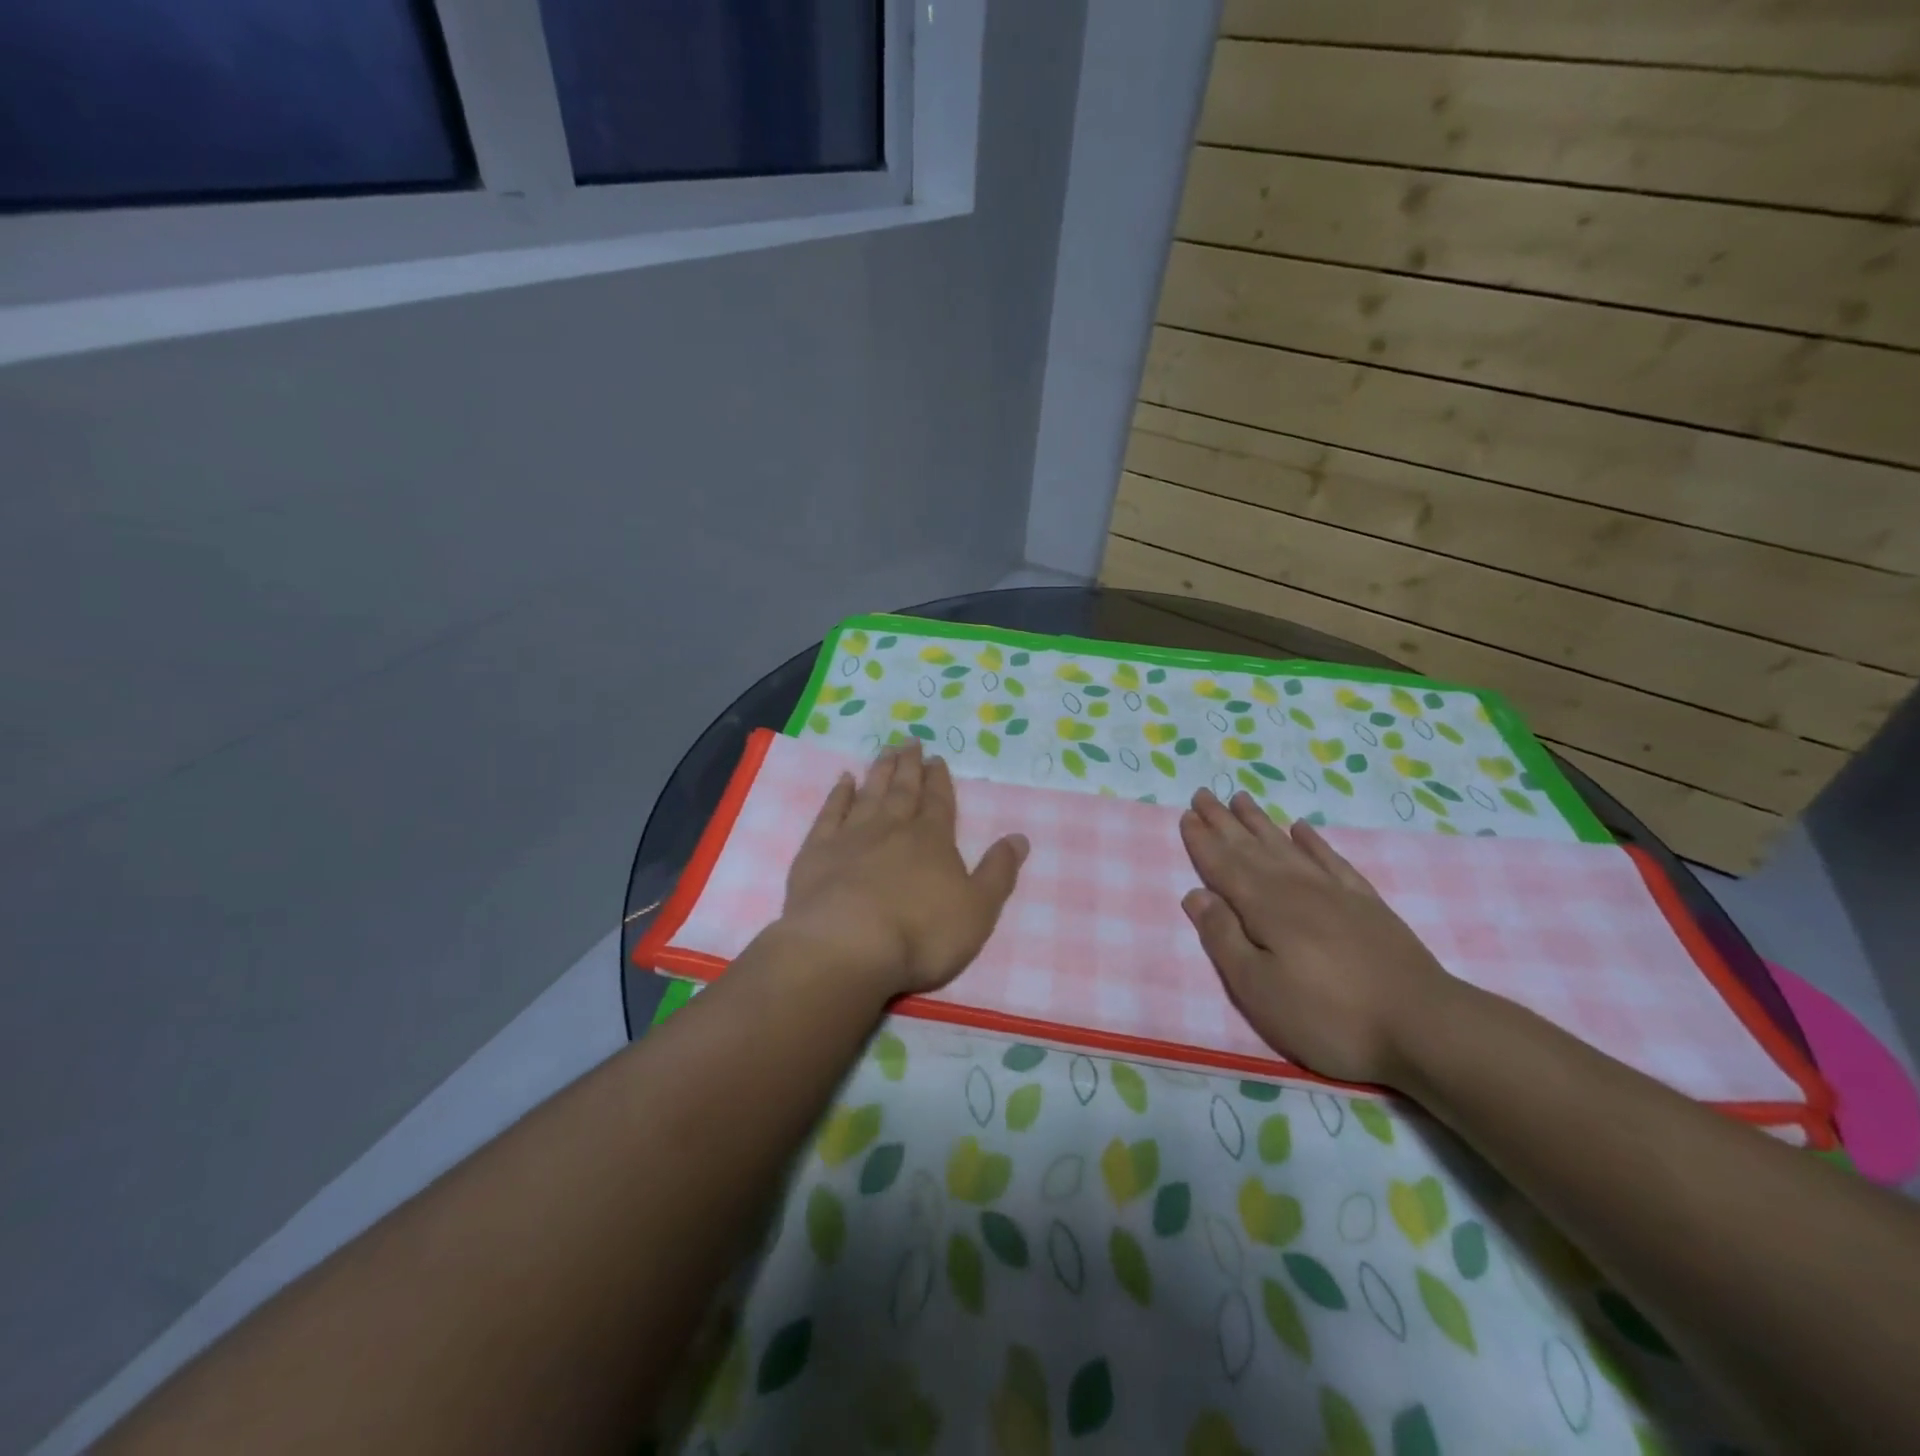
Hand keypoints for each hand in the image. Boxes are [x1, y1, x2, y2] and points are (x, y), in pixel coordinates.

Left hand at [779, 742, 1028, 997]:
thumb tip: (1020, 838)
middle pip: (903, 790)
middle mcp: (892, 828)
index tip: (937, 758)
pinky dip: (838, 794)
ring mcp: (851, 836)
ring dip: (879, 772)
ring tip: (885, 751)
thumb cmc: (921, 934)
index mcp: (932, 840)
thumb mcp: (977, 910)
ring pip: (869, 794)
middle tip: (910, 741)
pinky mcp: (818, 851)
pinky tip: (843, 780)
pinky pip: (830, 813)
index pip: (939, 802)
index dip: (939, 780)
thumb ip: (998, 872)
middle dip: (909, 766)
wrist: (846, 946)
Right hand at [1179, 789, 1453, 1085]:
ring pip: (1286, 846)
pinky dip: (1313, 841)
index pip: (1223, 865)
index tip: (1186, 814)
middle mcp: (1296, 888)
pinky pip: (1331, 860)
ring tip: (1241, 798)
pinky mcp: (1366, 904)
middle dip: (1224, 821)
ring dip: (1260, 822)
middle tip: (1204, 793)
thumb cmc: (1328, 1016)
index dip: (1202, 841)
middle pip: (1251, 847)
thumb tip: (1195, 894)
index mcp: (1264, 907)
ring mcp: (1335, 892)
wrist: (1424, 1026)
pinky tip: (1302, 828)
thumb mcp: (1258, 988)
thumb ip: (1223, 938)